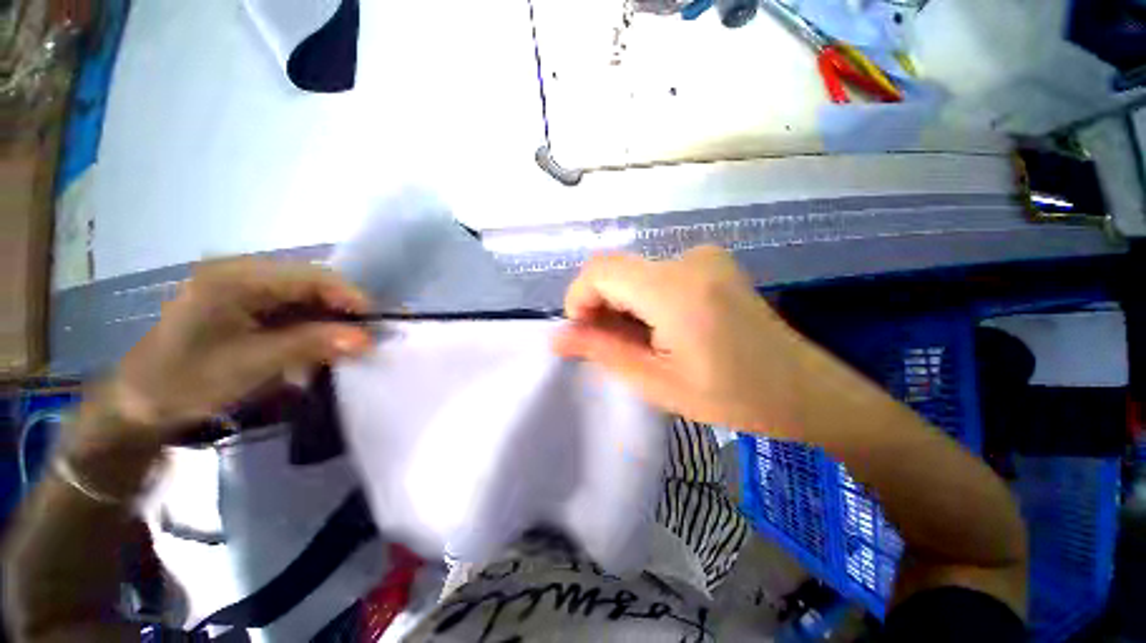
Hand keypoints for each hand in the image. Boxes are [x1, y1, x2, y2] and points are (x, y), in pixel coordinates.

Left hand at [92, 259, 374, 447]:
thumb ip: (312, 345)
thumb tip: (366, 339)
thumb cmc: (187, 381)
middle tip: (360, 339)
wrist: (140, 402)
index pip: (311, 276)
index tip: (374, 325)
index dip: (350, 297)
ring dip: (326, 319)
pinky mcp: (242, 301)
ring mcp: (240, 285)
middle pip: (310, 282)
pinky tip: (314, 343)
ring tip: (341, 344)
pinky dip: (309, 324)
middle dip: (340, 309)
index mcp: (236, 277)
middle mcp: (240, 271)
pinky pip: (290, 306)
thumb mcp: (253, 364)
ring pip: (304, 295)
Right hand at [554, 246, 820, 436]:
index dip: (579, 299)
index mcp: (675, 290)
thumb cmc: (732, 396)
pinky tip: (662, 328)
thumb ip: (602, 351)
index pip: (599, 271)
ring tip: (642, 342)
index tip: (584, 334)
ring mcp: (703, 257)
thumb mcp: (656, 382)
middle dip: (600, 306)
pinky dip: (643, 299)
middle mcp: (688, 259)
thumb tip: (557, 337)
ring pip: (633, 273)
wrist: (803, 389)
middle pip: (615, 270)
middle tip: (613, 346)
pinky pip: (655, 273)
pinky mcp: (711, 262)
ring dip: (622, 305)